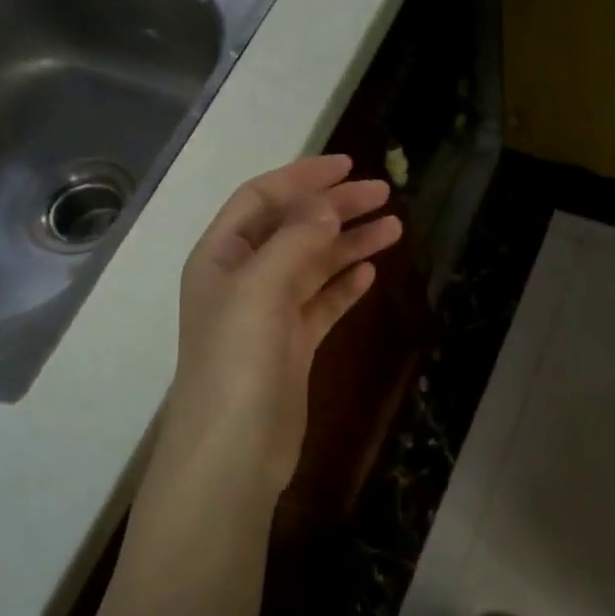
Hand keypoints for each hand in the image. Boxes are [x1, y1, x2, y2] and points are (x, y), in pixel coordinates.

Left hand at [160, 155, 401, 499]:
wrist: (234, 449)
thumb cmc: (237, 362)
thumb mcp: (260, 290)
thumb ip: (295, 241)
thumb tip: (328, 207)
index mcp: (221, 257)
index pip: (262, 199)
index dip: (303, 178)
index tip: (348, 166)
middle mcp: (243, 279)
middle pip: (294, 229)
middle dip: (336, 208)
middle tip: (384, 195)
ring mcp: (269, 314)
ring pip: (314, 265)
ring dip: (350, 244)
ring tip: (393, 229)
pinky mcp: (292, 346)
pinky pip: (322, 303)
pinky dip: (345, 285)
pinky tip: (371, 273)